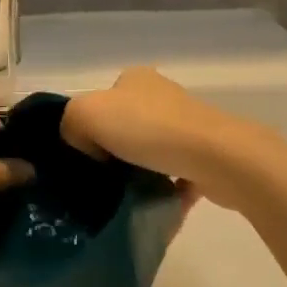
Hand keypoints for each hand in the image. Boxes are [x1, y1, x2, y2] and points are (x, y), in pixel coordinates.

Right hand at [60, 67, 282, 207]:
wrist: (215, 156)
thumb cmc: (147, 128)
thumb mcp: (86, 113)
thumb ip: (70, 123)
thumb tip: (81, 145)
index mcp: (134, 79)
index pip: (101, 101)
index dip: (88, 128)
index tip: (84, 157)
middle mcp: (161, 95)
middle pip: (125, 126)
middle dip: (113, 153)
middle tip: (100, 182)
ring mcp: (187, 125)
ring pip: (152, 152)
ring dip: (140, 173)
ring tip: (124, 199)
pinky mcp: (206, 155)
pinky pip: (176, 176)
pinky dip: (165, 191)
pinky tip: (153, 208)